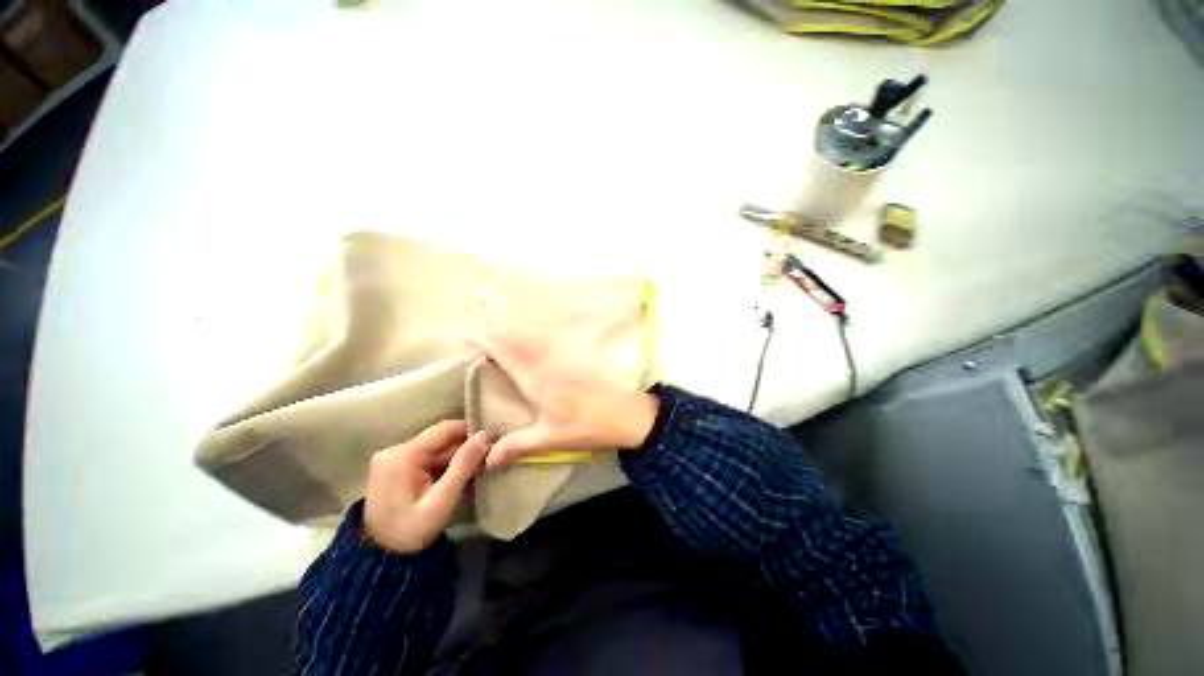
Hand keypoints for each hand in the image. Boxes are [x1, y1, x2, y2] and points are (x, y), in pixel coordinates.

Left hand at [363, 421, 489, 553]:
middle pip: (440, 439)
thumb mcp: (441, 500)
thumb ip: (463, 465)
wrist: (383, 561)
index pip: (443, 430)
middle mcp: (394, 451)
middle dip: (465, 447)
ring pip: (437, 448)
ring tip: (478, 466)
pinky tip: (459, 475)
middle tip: (489, 456)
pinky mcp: (397, 468)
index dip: (470, 431)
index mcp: (401, 456)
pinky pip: (429, 458)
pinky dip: (445, 465)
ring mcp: (394, 459)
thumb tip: (485, 435)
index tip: (493, 438)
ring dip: (457, 457)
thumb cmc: (412, 532)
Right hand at [472, 332, 659, 468]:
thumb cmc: (588, 427)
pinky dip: (531, 338)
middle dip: (494, 333)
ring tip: (496, 336)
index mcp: (537, 380)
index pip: (505, 353)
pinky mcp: (574, 359)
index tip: (464, 335)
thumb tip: (485, 459)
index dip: (484, 341)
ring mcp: (562, 358)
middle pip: (516, 340)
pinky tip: (529, 342)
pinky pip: (546, 342)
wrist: (626, 414)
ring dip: (512, 333)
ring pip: (532, 338)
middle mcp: (547, 362)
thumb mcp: (551, 438)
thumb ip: (517, 445)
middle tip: (474, 334)